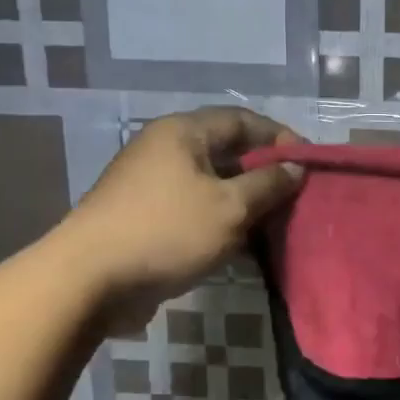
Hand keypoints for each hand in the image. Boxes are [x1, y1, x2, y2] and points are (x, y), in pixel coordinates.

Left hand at [67, 107, 303, 331]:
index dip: (279, 137)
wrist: (91, 279)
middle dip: (264, 173)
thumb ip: (268, 184)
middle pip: (227, 152)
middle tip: (295, 197)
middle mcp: (165, 150)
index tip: (308, 163)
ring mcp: (152, 185)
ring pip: (212, 185)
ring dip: (244, 202)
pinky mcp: (146, 217)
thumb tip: (296, 168)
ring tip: (276, 225)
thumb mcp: (230, 207)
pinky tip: (243, 246)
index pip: (241, 120)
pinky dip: (221, 222)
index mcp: (183, 133)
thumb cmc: (167, 231)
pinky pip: (195, 210)